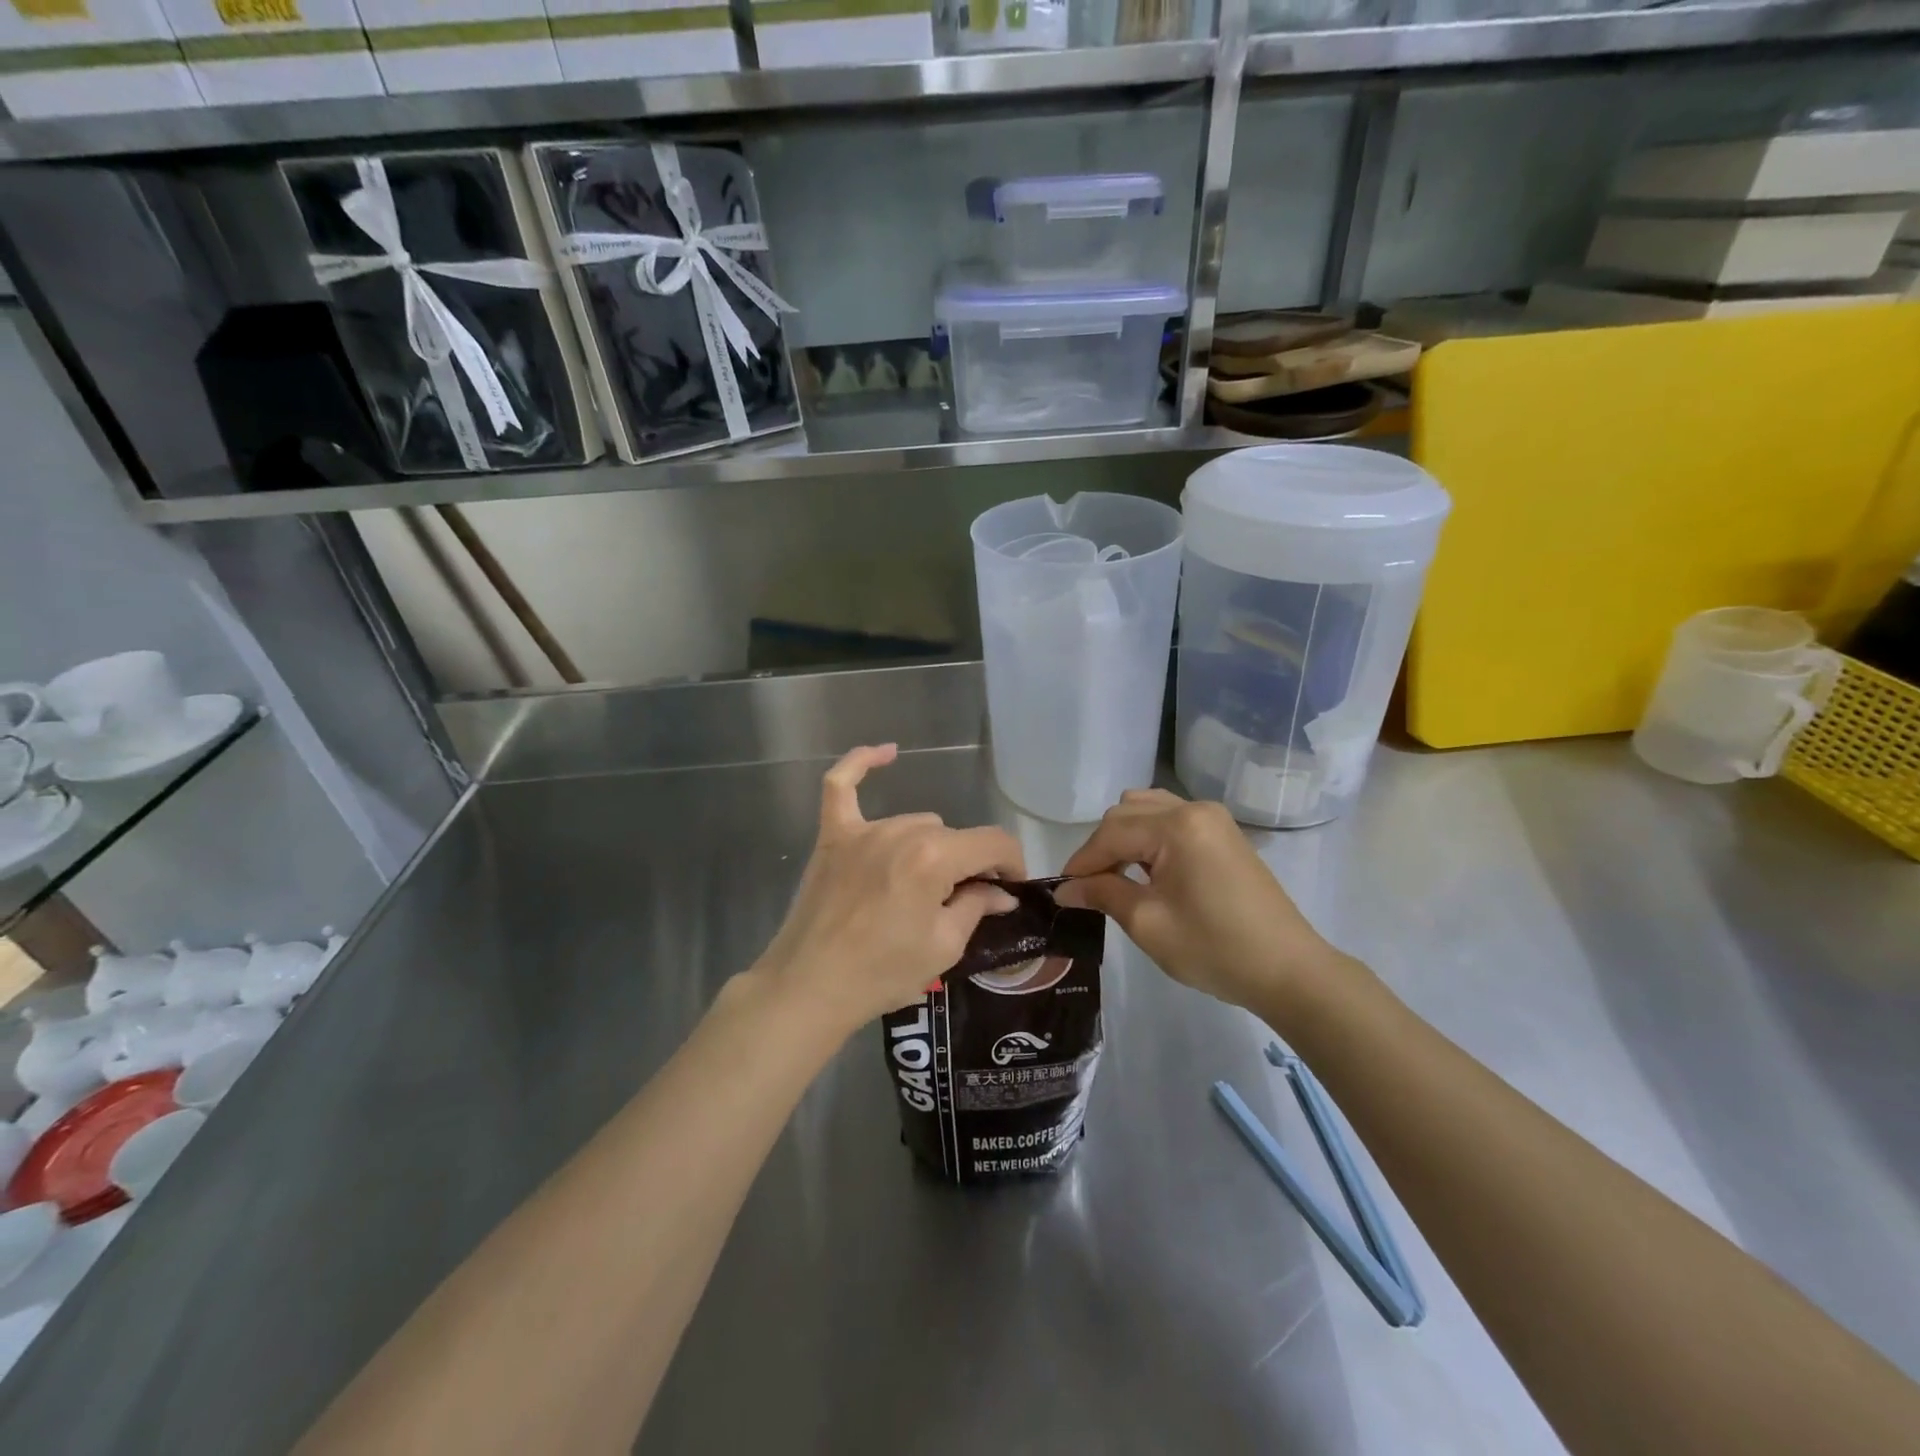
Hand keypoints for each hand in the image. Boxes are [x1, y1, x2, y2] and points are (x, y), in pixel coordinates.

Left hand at [753, 745, 1025, 1036]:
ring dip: (930, 849)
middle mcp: (902, 831)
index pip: (993, 842)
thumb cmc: (882, 973)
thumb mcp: (945, 946)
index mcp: (934, 857)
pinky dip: (862, 765)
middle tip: (963, 904)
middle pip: (953, 837)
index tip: (1012, 889)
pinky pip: (842, 786)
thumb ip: (977, 906)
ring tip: (921, 889)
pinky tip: (887, 752)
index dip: (1012, 864)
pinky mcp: (833, 837)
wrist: (809, 987)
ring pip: (916, 823)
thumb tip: (1001, 892)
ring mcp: (863, 830)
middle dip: (968, 866)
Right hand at [1059, 789, 1347, 1013]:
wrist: (1289, 970)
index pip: (1111, 833)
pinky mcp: (1223, 833)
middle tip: (1089, 888)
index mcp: (1177, 826)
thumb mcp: (1148, 923)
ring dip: (1124, 837)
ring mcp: (1213, 818)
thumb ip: (1103, 894)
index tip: (1062, 891)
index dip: (1082, 862)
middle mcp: (1194, 809)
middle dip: (1101, 848)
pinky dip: (1149, 837)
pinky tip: (1146, 869)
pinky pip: (1171, 819)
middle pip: (1126, 813)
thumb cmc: (1215, 949)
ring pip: (1147, 810)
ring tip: (1116, 877)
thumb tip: (1065, 888)